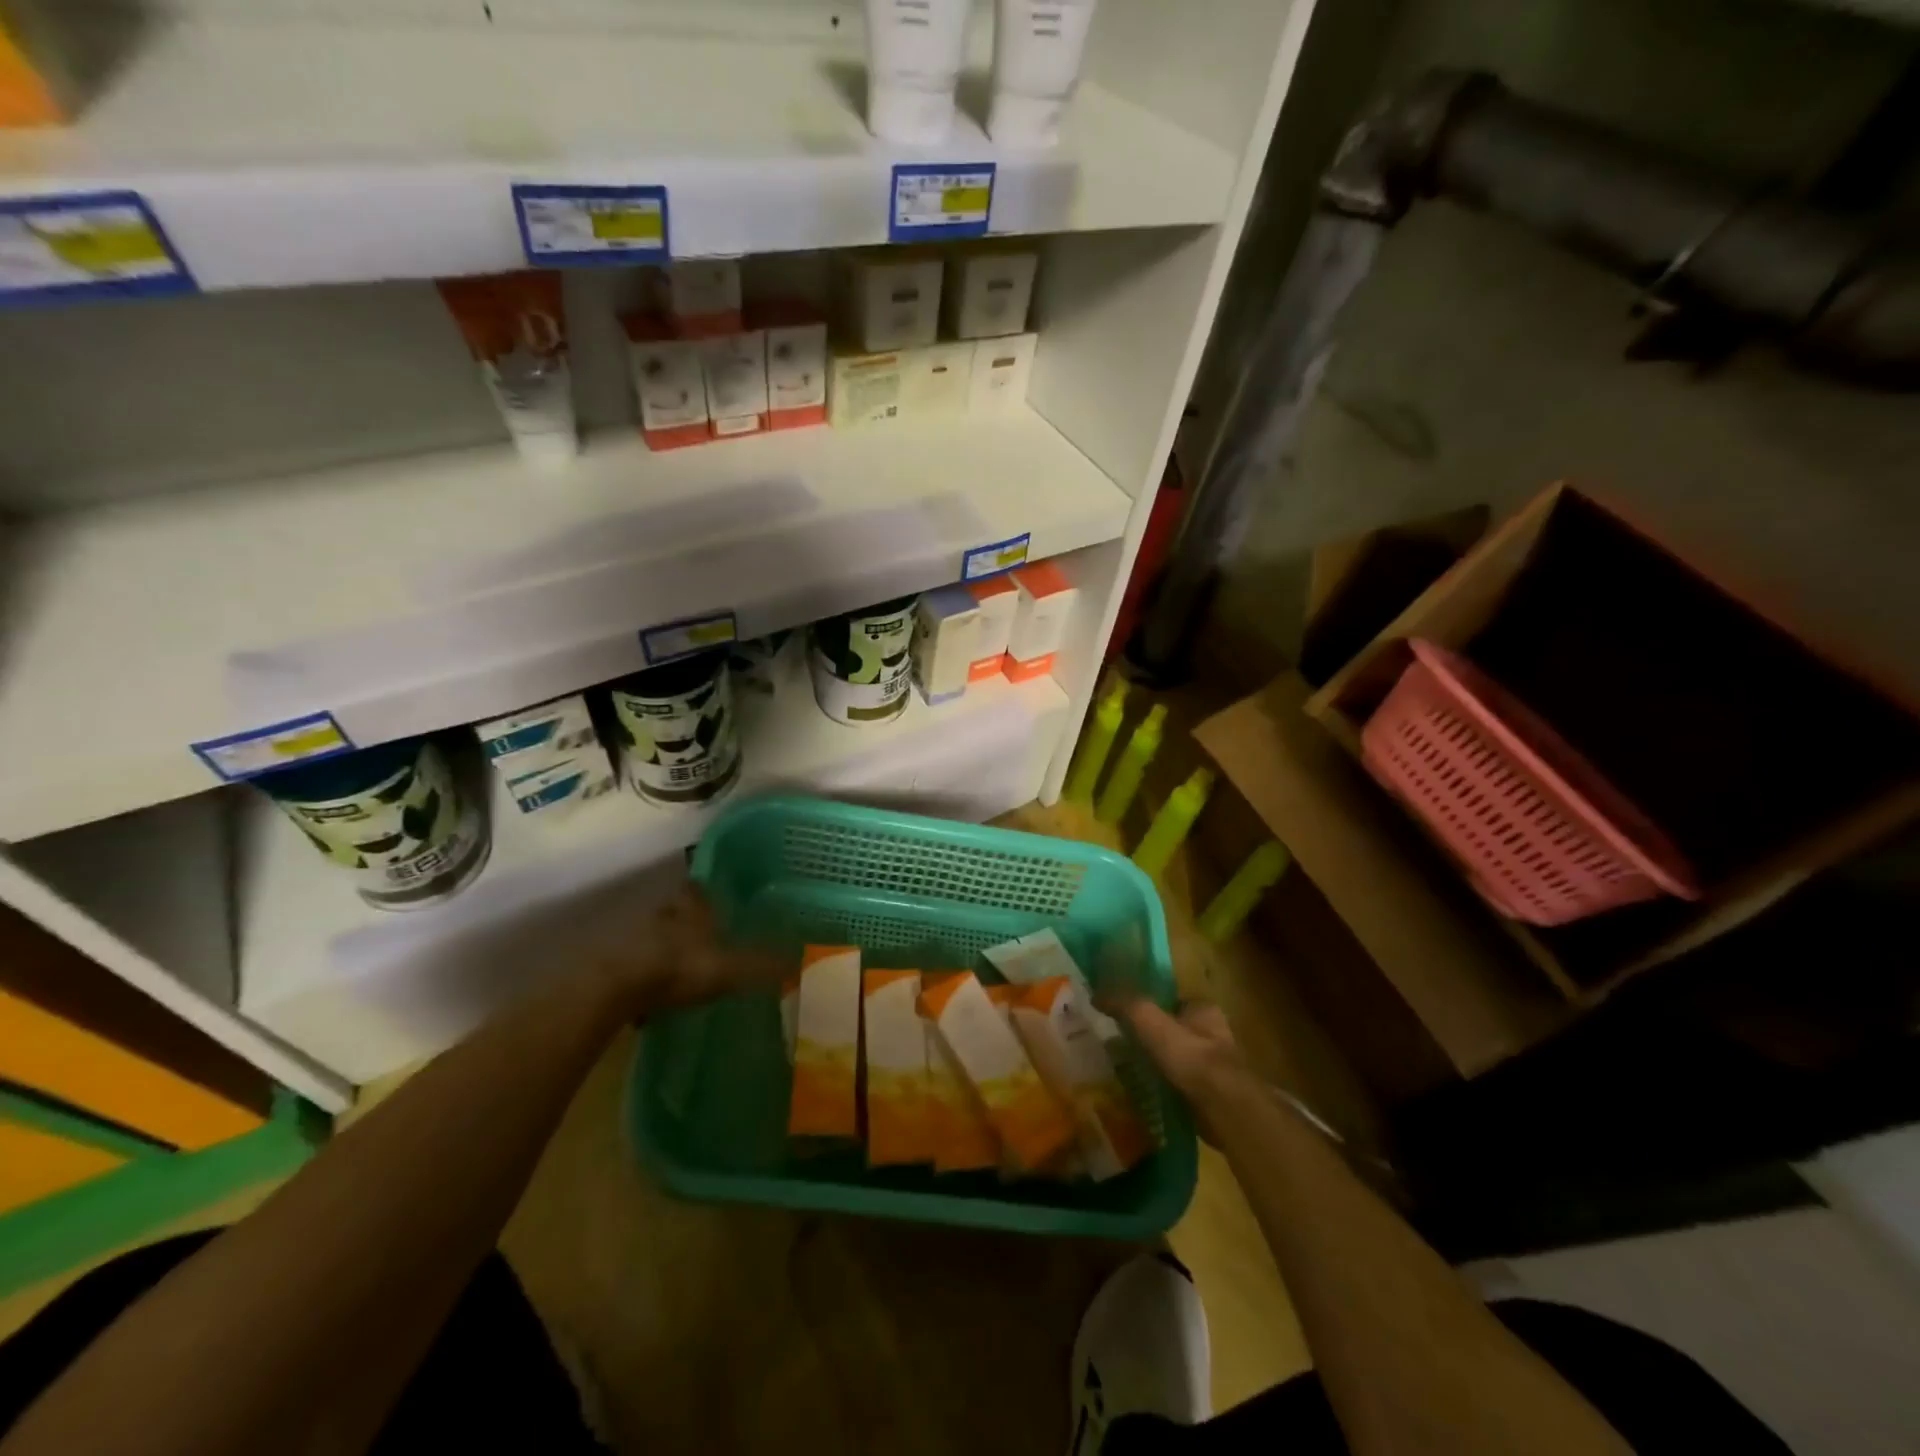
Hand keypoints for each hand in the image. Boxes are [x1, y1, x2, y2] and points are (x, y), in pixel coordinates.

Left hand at [594, 885, 786, 1019]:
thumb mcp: (729, 968)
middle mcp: (660, 909)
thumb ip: (762, 965)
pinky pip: (629, 964)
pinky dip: (638, 978)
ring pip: (651, 936)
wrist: (609, 988)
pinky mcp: (606, 959)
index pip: (700, 888)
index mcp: (690, 904)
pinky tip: (647, 1001)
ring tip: (675, 975)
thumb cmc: (677, 967)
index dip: (709, 898)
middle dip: (686, 926)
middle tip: (701, 945)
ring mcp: (629, 932)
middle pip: (675, 911)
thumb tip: (798, 961)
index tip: (718, 908)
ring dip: (660, 951)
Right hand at [1110, 995, 1260, 1141]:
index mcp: (1204, 1010)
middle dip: (1157, 1040)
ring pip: (1181, 1061)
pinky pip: (1184, 1087)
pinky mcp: (1215, 1097)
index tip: (1129, 1019)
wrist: (1223, 1106)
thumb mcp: (1149, 1020)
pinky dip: (1169, 1089)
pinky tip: (1150, 1095)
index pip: (1174, 1002)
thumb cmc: (1190, 1055)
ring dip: (1163, 1066)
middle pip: (1178, 1031)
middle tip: (1127, 1047)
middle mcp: (1215, 1035)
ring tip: (1133, 1073)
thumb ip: (1124, 1004)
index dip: (1153, 1008)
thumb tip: (1096, 994)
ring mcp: (1217, 1068)